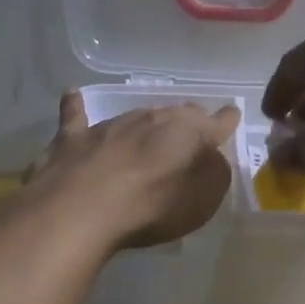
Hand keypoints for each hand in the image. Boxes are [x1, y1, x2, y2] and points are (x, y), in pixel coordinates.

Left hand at [29, 93, 240, 249]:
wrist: (84, 209)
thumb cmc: (154, 206)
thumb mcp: (205, 199)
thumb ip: (215, 173)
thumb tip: (212, 158)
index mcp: (189, 132)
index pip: (217, 122)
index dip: (226, 120)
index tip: (232, 114)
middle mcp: (152, 118)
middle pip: (176, 114)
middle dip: (186, 120)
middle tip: (191, 130)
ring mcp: (111, 125)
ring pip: (136, 115)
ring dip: (145, 122)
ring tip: (149, 127)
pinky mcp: (74, 138)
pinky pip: (75, 114)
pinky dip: (75, 105)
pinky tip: (72, 94)